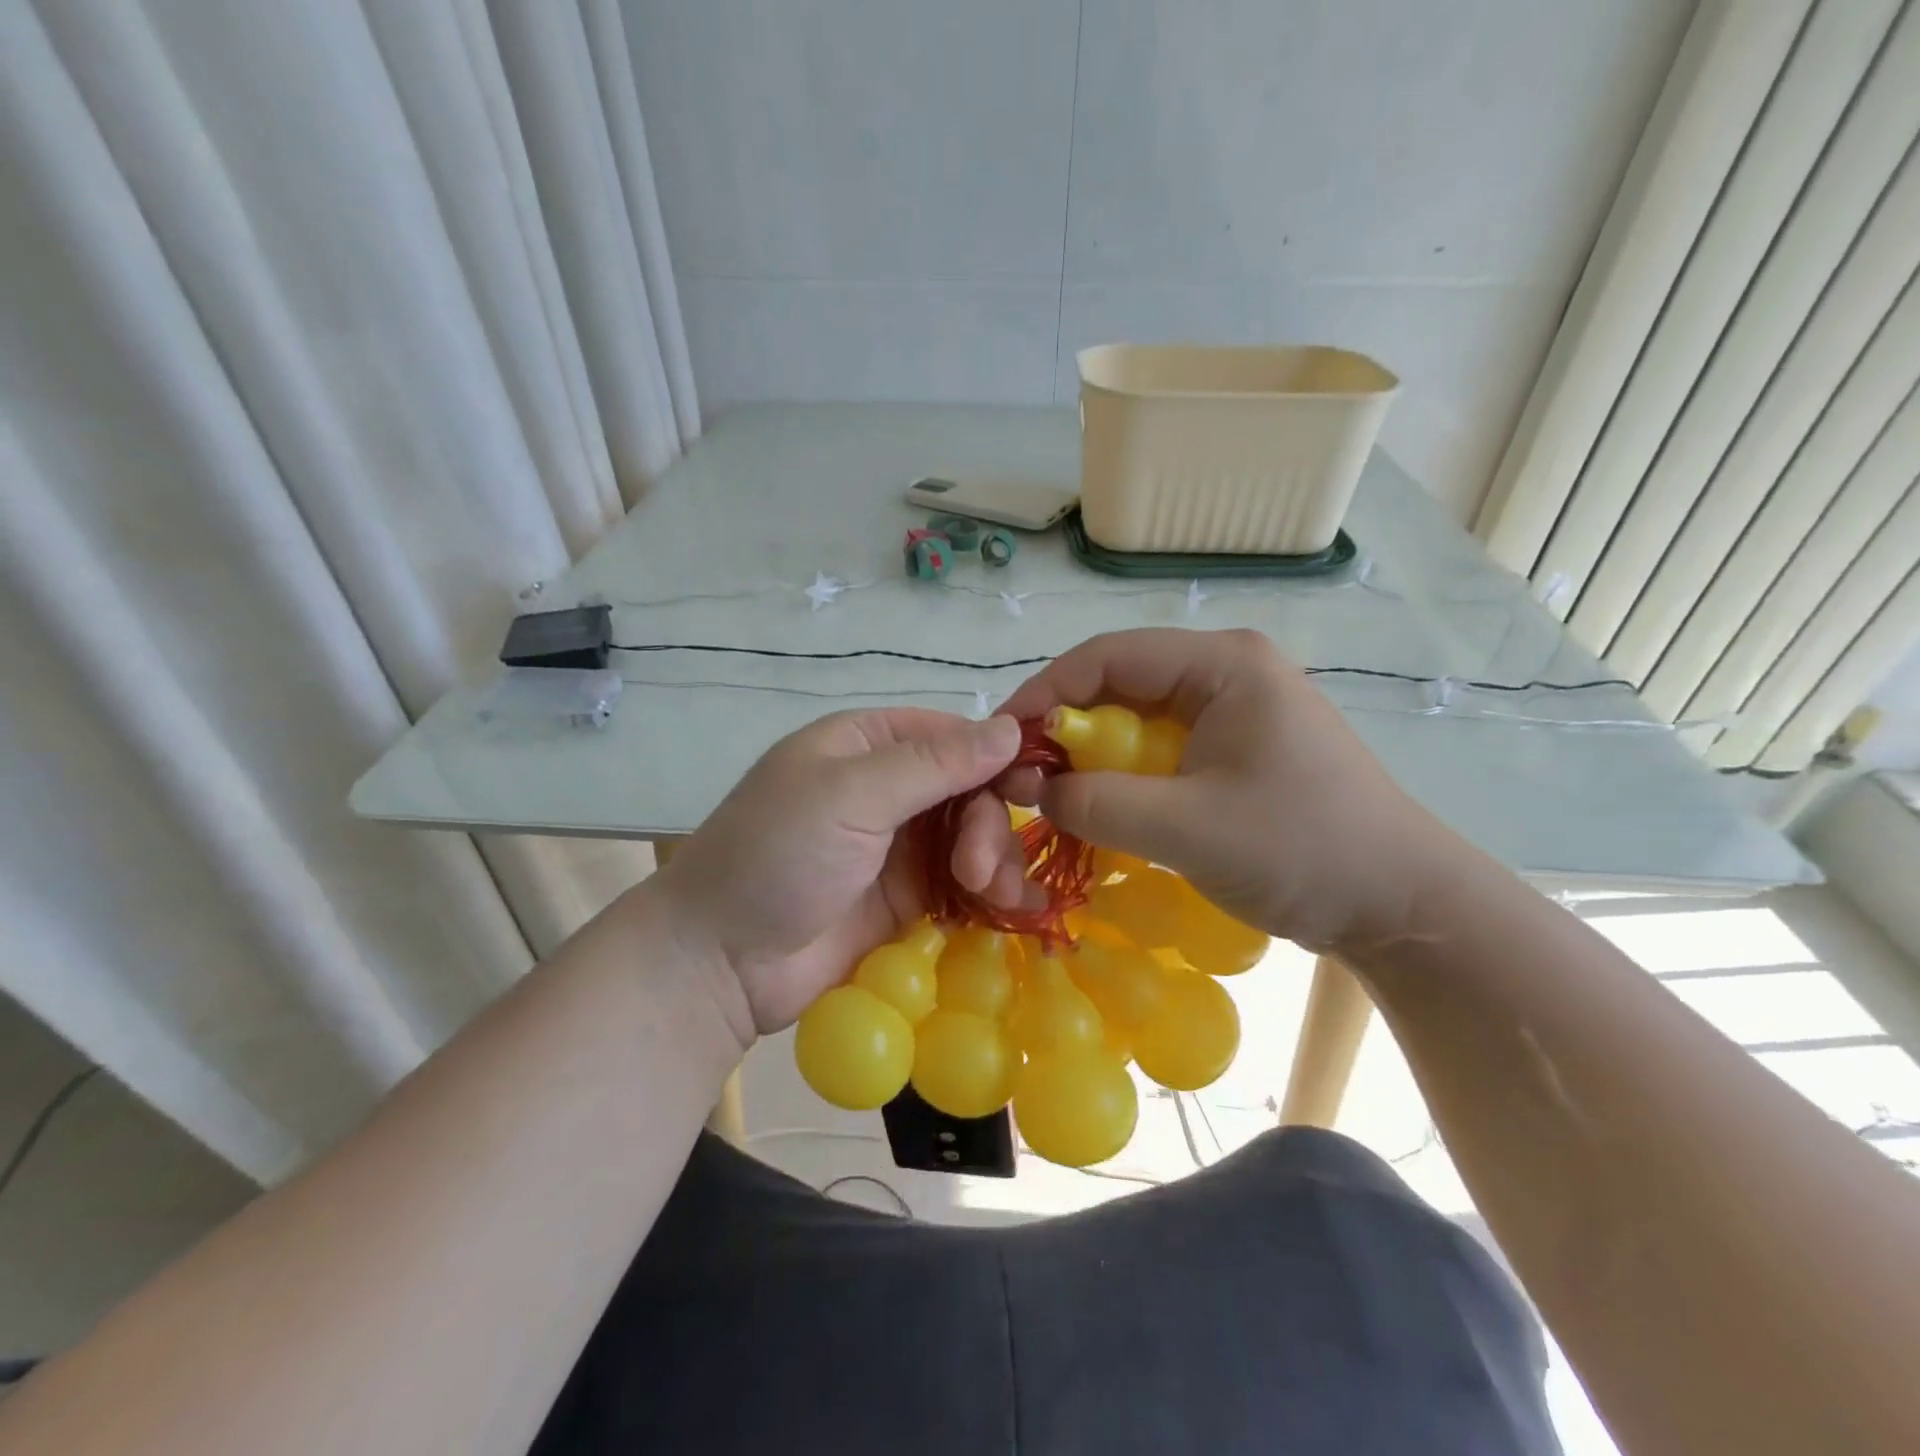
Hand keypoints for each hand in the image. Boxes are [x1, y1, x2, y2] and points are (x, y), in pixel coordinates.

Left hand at [646, 709, 1030, 1043]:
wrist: (721, 961)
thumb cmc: (778, 856)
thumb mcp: (852, 796)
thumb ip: (934, 764)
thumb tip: (1011, 729)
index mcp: (866, 745)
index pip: (951, 735)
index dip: (994, 757)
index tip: (1032, 788)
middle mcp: (886, 790)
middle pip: (969, 791)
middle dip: (987, 825)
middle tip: (979, 870)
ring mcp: (897, 848)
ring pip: (972, 839)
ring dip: (994, 862)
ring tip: (995, 898)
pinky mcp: (905, 900)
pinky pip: (962, 887)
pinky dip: (989, 895)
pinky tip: (1012, 912)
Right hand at [997, 628, 1456, 953]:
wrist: (1401, 905)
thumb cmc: (1302, 850)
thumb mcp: (1186, 828)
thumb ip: (1098, 803)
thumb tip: (1033, 789)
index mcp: (1221, 664)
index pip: (1107, 656)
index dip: (1045, 693)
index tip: (1002, 739)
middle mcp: (1225, 672)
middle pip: (1118, 684)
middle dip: (1064, 728)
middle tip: (1022, 774)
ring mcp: (1233, 710)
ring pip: (1135, 720)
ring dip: (1091, 756)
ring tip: (1053, 794)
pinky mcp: (1235, 748)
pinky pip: (1159, 750)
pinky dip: (1122, 776)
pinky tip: (1101, 807)